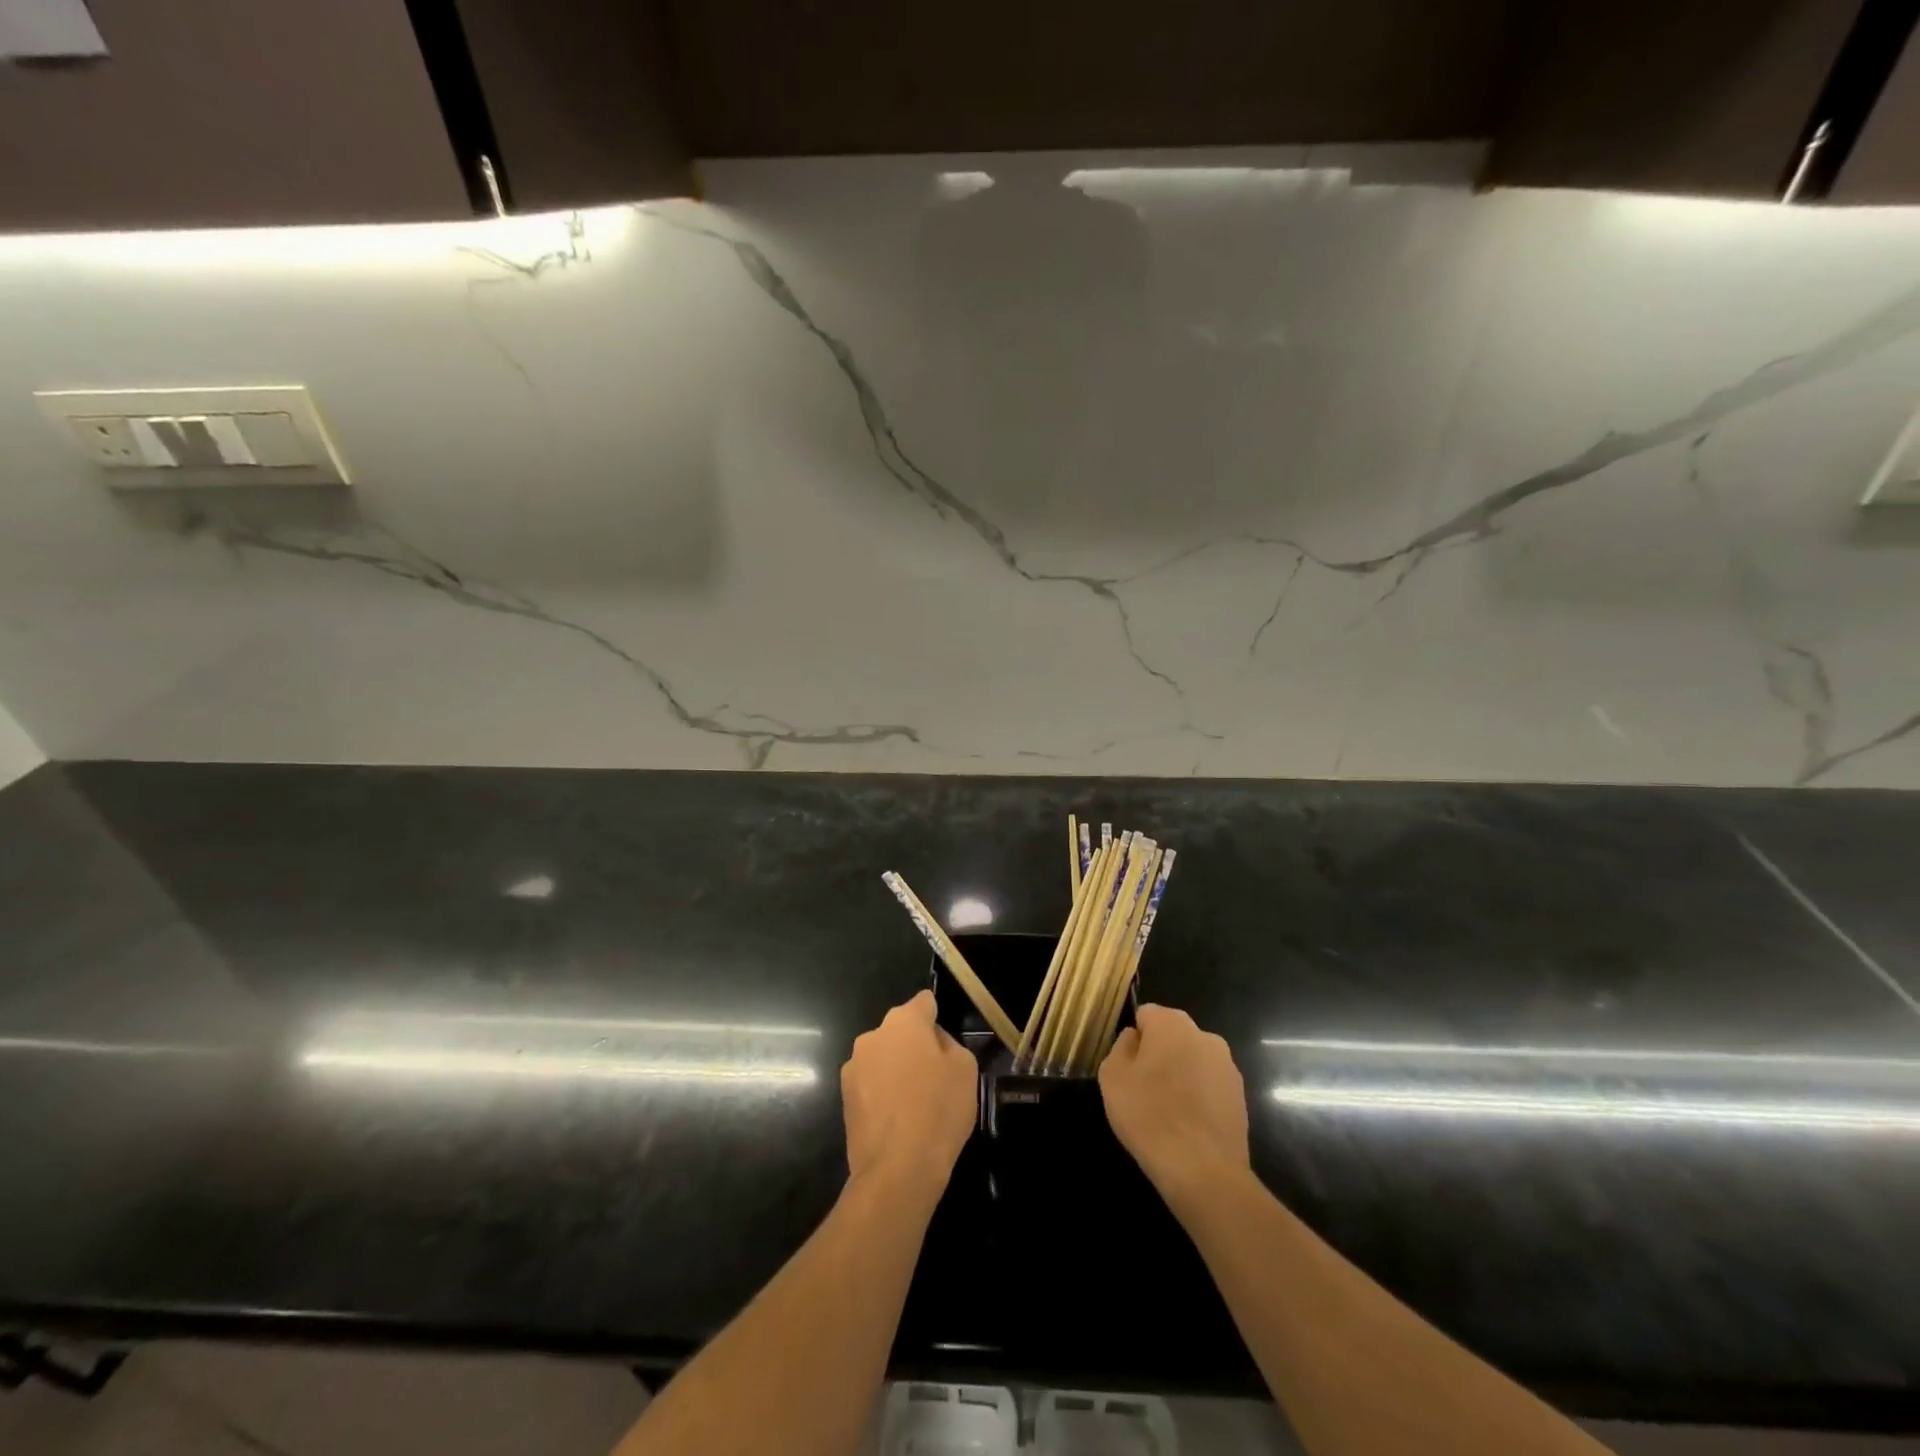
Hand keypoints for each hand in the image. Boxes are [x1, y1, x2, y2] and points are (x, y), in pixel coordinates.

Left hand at [841, 990, 977, 1198]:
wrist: (898, 1169)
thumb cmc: (938, 1110)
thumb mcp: (965, 1069)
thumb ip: (949, 1044)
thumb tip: (934, 1043)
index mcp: (904, 1021)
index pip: (924, 1003)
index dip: (936, 1017)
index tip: (945, 1042)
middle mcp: (873, 1035)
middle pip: (900, 1031)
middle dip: (915, 1045)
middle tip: (934, 1075)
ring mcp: (853, 1067)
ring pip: (883, 1058)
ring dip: (896, 1069)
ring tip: (914, 1102)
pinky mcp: (844, 1098)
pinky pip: (871, 1084)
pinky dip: (882, 1093)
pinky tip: (898, 1119)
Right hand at [1099, 1004, 1249, 1209]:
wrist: (1203, 1170)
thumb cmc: (1149, 1115)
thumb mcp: (1112, 1076)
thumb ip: (1121, 1046)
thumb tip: (1135, 1038)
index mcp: (1172, 1023)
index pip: (1146, 1015)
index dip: (1134, 1040)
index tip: (1129, 1068)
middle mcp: (1205, 1035)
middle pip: (1173, 1036)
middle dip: (1159, 1054)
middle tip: (1144, 1089)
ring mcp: (1227, 1066)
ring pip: (1193, 1061)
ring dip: (1181, 1075)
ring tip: (1167, 1111)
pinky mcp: (1241, 1096)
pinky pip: (1210, 1086)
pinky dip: (1199, 1097)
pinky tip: (1188, 1125)